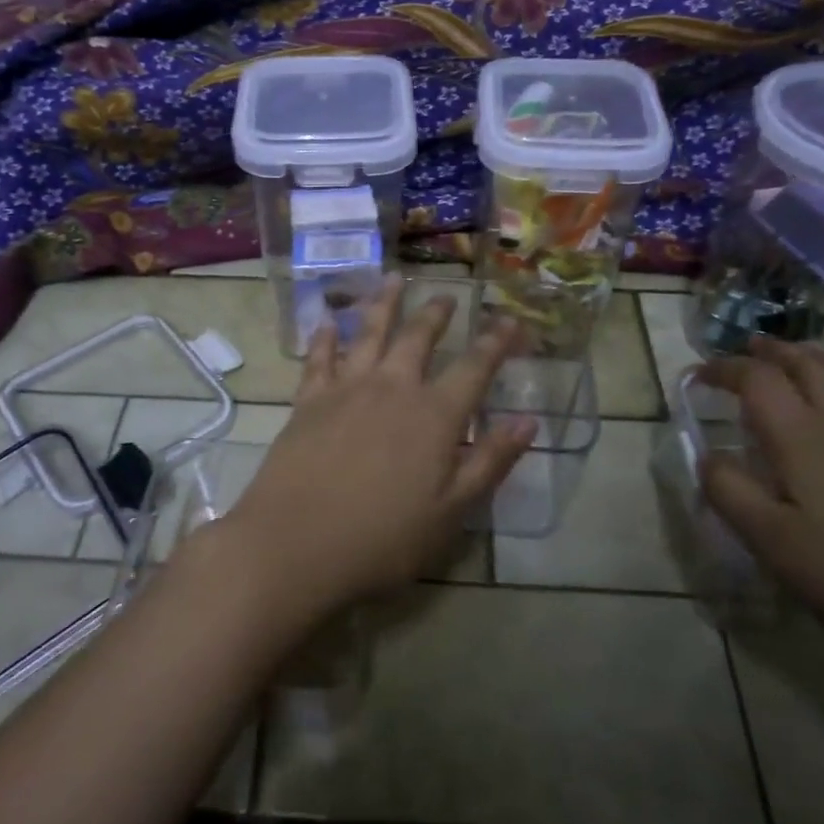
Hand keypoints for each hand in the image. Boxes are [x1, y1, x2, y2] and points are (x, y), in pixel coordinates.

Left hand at [220, 276, 535, 619]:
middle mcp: (392, 388)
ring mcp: (346, 389)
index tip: (510, 319)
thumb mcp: (452, 511)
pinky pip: (319, 358)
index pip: (474, 367)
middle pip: (418, 338)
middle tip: (447, 295)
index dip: (495, 342)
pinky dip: (325, 337)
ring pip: (368, 332)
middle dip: (436, 314)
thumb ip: (490, 461)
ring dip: (384, 304)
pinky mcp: (308, 401)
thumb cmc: (383, 538)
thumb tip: (528, 421)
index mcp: (434, 415)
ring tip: (393, 279)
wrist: (295, 544)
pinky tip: (327, 322)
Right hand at [697, 339, 823, 657]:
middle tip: (750, 346)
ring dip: (816, 363)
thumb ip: (730, 492)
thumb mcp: (772, 541)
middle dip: (773, 351)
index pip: (756, 380)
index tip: (699, 373)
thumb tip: (707, 456)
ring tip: (799, 360)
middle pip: (808, 366)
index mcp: (801, 437)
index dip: (724, 368)